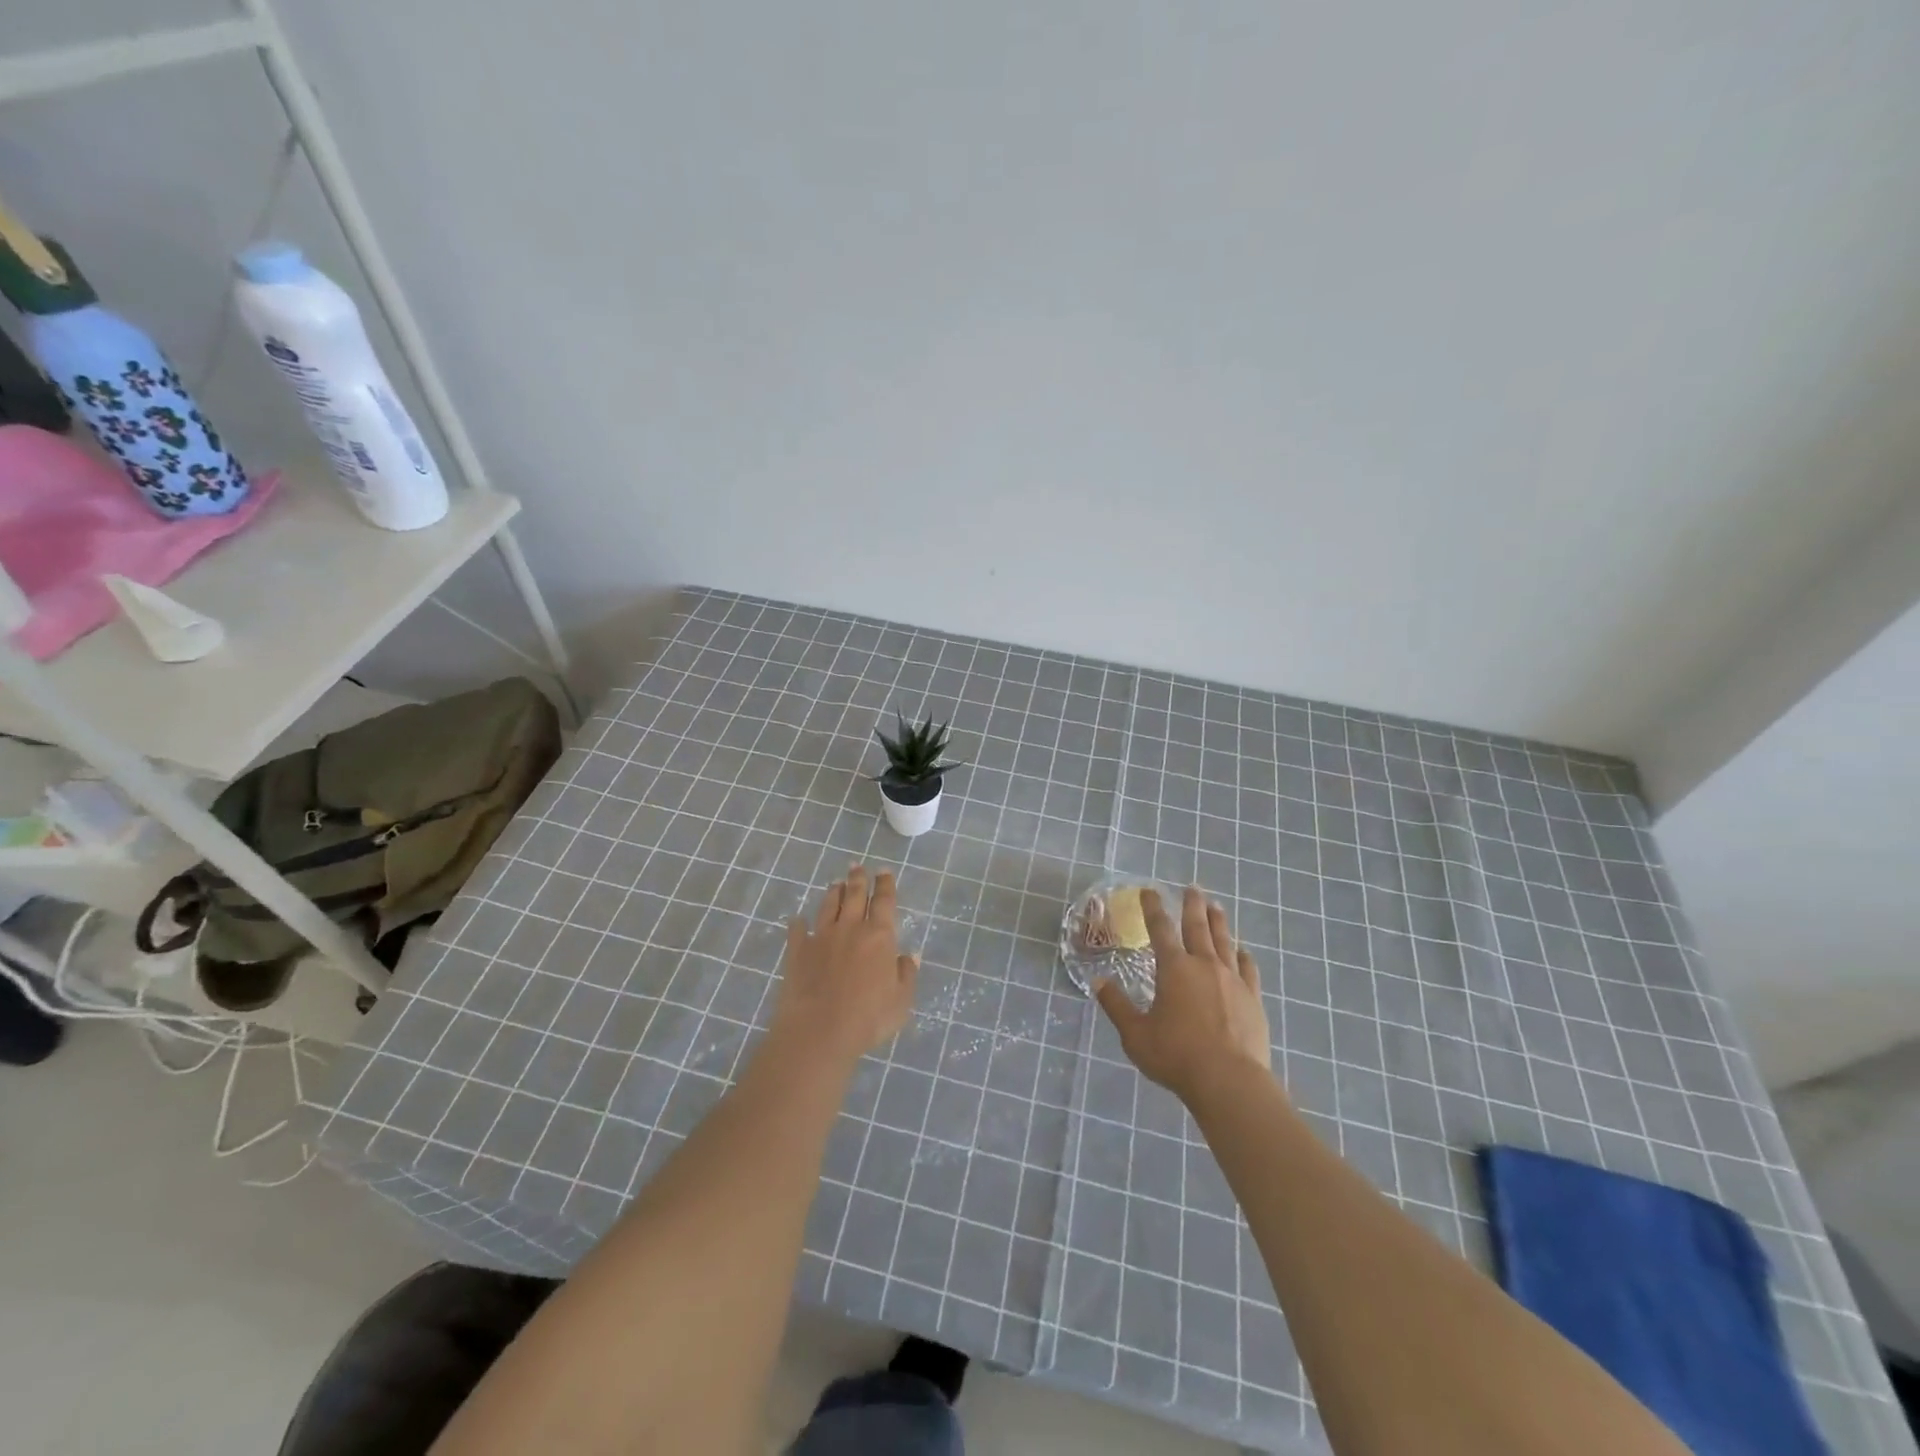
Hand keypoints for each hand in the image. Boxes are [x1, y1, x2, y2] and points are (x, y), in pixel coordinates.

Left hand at [769, 864, 918, 1069]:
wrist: (819, 1030)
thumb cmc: (869, 1018)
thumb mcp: (901, 1000)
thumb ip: (907, 974)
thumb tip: (910, 955)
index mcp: (879, 935)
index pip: (884, 901)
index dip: (885, 884)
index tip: (884, 871)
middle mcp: (850, 928)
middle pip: (855, 895)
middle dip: (858, 879)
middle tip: (857, 866)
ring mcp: (821, 937)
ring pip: (828, 906)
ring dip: (833, 892)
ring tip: (836, 883)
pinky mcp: (797, 951)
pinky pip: (797, 930)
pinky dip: (798, 923)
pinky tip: (797, 919)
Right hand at [1095, 886, 1272, 1106]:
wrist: (1229, 1081)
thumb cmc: (1176, 1056)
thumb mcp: (1135, 1034)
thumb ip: (1117, 1006)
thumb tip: (1098, 982)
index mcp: (1173, 968)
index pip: (1160, 929)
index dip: (1153, 908)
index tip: (1149, 890)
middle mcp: (1204, 965)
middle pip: (1197, 926)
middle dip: (1192, 905)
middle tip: (1192, 887)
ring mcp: (1232, 980)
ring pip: (1224, 941)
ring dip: (1218, 921)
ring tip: (1216, 906)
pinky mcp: (1253, 998)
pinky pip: (1248, 968)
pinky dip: (1243, 955)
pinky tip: (1243, 951)